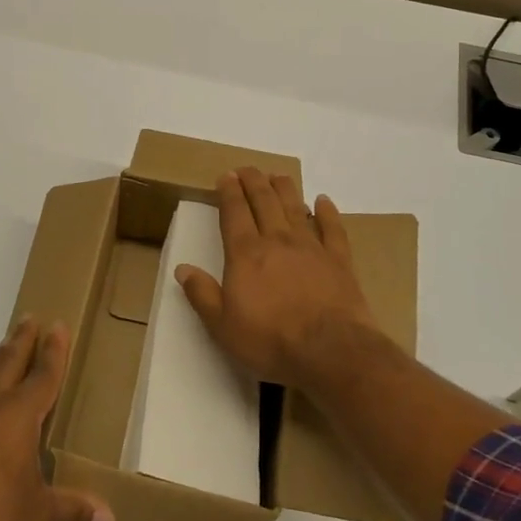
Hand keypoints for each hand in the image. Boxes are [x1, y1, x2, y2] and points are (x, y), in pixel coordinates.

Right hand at [176, 168, 379, 388]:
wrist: (331, 351)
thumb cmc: (271, 340)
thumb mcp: (223, 326)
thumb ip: (202, 294)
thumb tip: (182, 268)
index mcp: (246, 254)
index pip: (235, 213)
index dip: (229, 192)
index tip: (226, 176)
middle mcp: (277, 241)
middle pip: (264, 202)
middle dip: (254, 182)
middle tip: (247, 168)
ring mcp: (311, 248)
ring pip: (296, 208)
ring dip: (285, 189)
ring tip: (277, 175)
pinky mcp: (339, 262)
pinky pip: (333, 229)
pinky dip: (328, 212)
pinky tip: (324, 200)